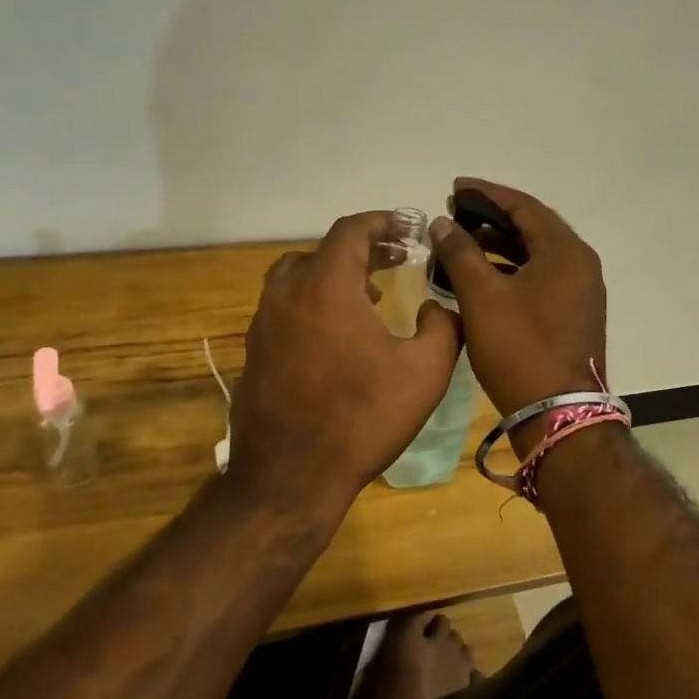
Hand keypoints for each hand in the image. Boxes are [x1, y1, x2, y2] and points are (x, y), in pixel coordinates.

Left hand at [231, 211, 462, 512]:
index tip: (406, 229)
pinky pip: (285, 308)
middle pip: (322, 251)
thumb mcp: (425, 371)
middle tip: (393, 261)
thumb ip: (444, 325)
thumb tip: (436, 305)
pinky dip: (312, 303)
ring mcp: (264, 323)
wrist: (290, 476)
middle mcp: (287, 293)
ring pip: (297, 278)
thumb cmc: (362, 418)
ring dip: (332, 276)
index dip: (381, 222)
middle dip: (360, 250)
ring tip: (367, 296)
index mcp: (326, 285)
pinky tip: (336, 337)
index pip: (350, 231)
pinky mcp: (255, 352)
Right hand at [427, 179, 607, 447]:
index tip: (454, 188)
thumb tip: (442, 222)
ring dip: (499, 245)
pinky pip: (540, 277)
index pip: (523, 206)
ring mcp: (581, 291)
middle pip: (533, 227)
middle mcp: (580, 264)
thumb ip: (460, 253)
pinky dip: (511, 270)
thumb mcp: (481, 297)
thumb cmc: (519, 348)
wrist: (558, 414)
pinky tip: (482, 278)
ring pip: (536, 254)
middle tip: (455, 214)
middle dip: (492, 218)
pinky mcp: (574, 314)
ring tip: (462, 244)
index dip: (486, 193)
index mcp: (565, 251)